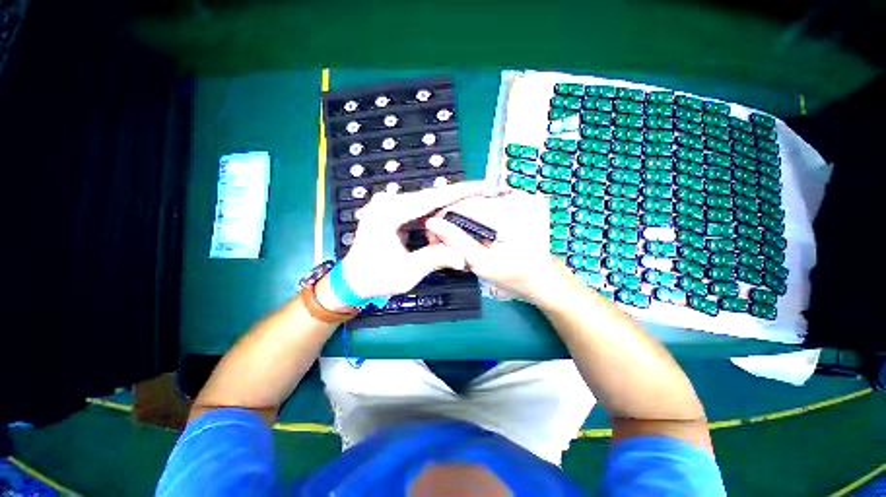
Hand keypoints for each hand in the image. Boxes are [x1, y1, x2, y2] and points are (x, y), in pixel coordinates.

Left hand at [341, 182, 484, 298]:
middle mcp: (387, 202)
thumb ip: (435, 260)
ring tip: (469, 210)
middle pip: (430, 197)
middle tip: (481, 197)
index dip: (459, 192)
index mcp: (388, 213)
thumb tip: (462, 257)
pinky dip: (435, 215)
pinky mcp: (391, 210)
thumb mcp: (407, 273)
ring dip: (446, 209)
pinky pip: (419, 210)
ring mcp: (388, 204)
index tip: (480, 185)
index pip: (431, 198)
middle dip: (456, 199)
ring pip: (426, 203)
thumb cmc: (375, 277)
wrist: (353, 279)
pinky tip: (449, 219)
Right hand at [425, 191, 568, 304]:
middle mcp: (515, 197)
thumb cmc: (513, 274)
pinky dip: (480, 217)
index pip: (463, 204)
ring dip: (467, 219)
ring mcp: (522, 198)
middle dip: (455, 219)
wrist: (542, 277)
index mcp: (506, 212)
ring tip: (463, 238)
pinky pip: (491, 204)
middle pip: (470, 202)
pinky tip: (479, 233)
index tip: (435, 234)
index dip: (444, 217)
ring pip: (479, 202)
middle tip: (447, 240)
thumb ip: (456, 240)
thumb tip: (432, 223)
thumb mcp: (481, 262)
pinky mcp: (523, 201)